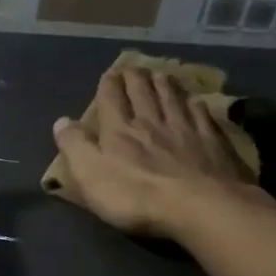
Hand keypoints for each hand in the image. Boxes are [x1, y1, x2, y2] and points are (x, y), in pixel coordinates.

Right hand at [52, 67, 263, 239]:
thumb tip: (61, 120)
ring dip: (165, 84)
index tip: (109, 75)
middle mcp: (151, 121)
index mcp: (119, 130)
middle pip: (143, 92)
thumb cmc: (137, 196)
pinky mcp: (213, 142)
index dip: (109, 84)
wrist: (200, 207)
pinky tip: (196, 102)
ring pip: (173, 98)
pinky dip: (195, 105)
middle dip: (136, 78)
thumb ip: (75, 146)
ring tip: (161, 74)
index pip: (112, 98)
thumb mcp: (90, 175)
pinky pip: (202, 115)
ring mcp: (186, 129)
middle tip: (135, 68)